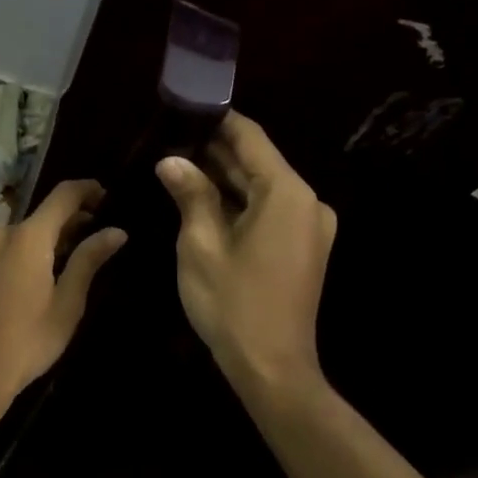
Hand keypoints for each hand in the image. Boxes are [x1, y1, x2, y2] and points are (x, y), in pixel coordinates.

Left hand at [0, 180, 125, 412]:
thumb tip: (116, 231)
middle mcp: (0, 232)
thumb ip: (89, 260)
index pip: (62, 196)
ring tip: (70, 253)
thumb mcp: (67, 303)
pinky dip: (25, 244)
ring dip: (46, 233)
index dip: (86, 190)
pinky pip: (4, 241)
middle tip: (95, 232)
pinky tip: (39, 267)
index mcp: (27, 237)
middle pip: (41, 212)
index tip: (106, 196)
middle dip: (69, 217)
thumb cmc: (28, 340)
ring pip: (21, 227)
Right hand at [157, 112, 336, 396]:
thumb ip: (190, 194)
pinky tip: (202, 199)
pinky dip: (238, 202)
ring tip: (178, 164)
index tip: (183, 108)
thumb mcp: (200, 244)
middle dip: (214, 151)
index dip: (217, 120)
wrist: (273, 368)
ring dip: (223, 177)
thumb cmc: (233, 303)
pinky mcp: (303, 246)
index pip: (250, 138)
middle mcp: (307, 202)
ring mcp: (309, 226)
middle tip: (169, 140)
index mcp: (287, 194)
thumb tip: (171, 160)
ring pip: (261, 187)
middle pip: (257, 161)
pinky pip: (268, 209)